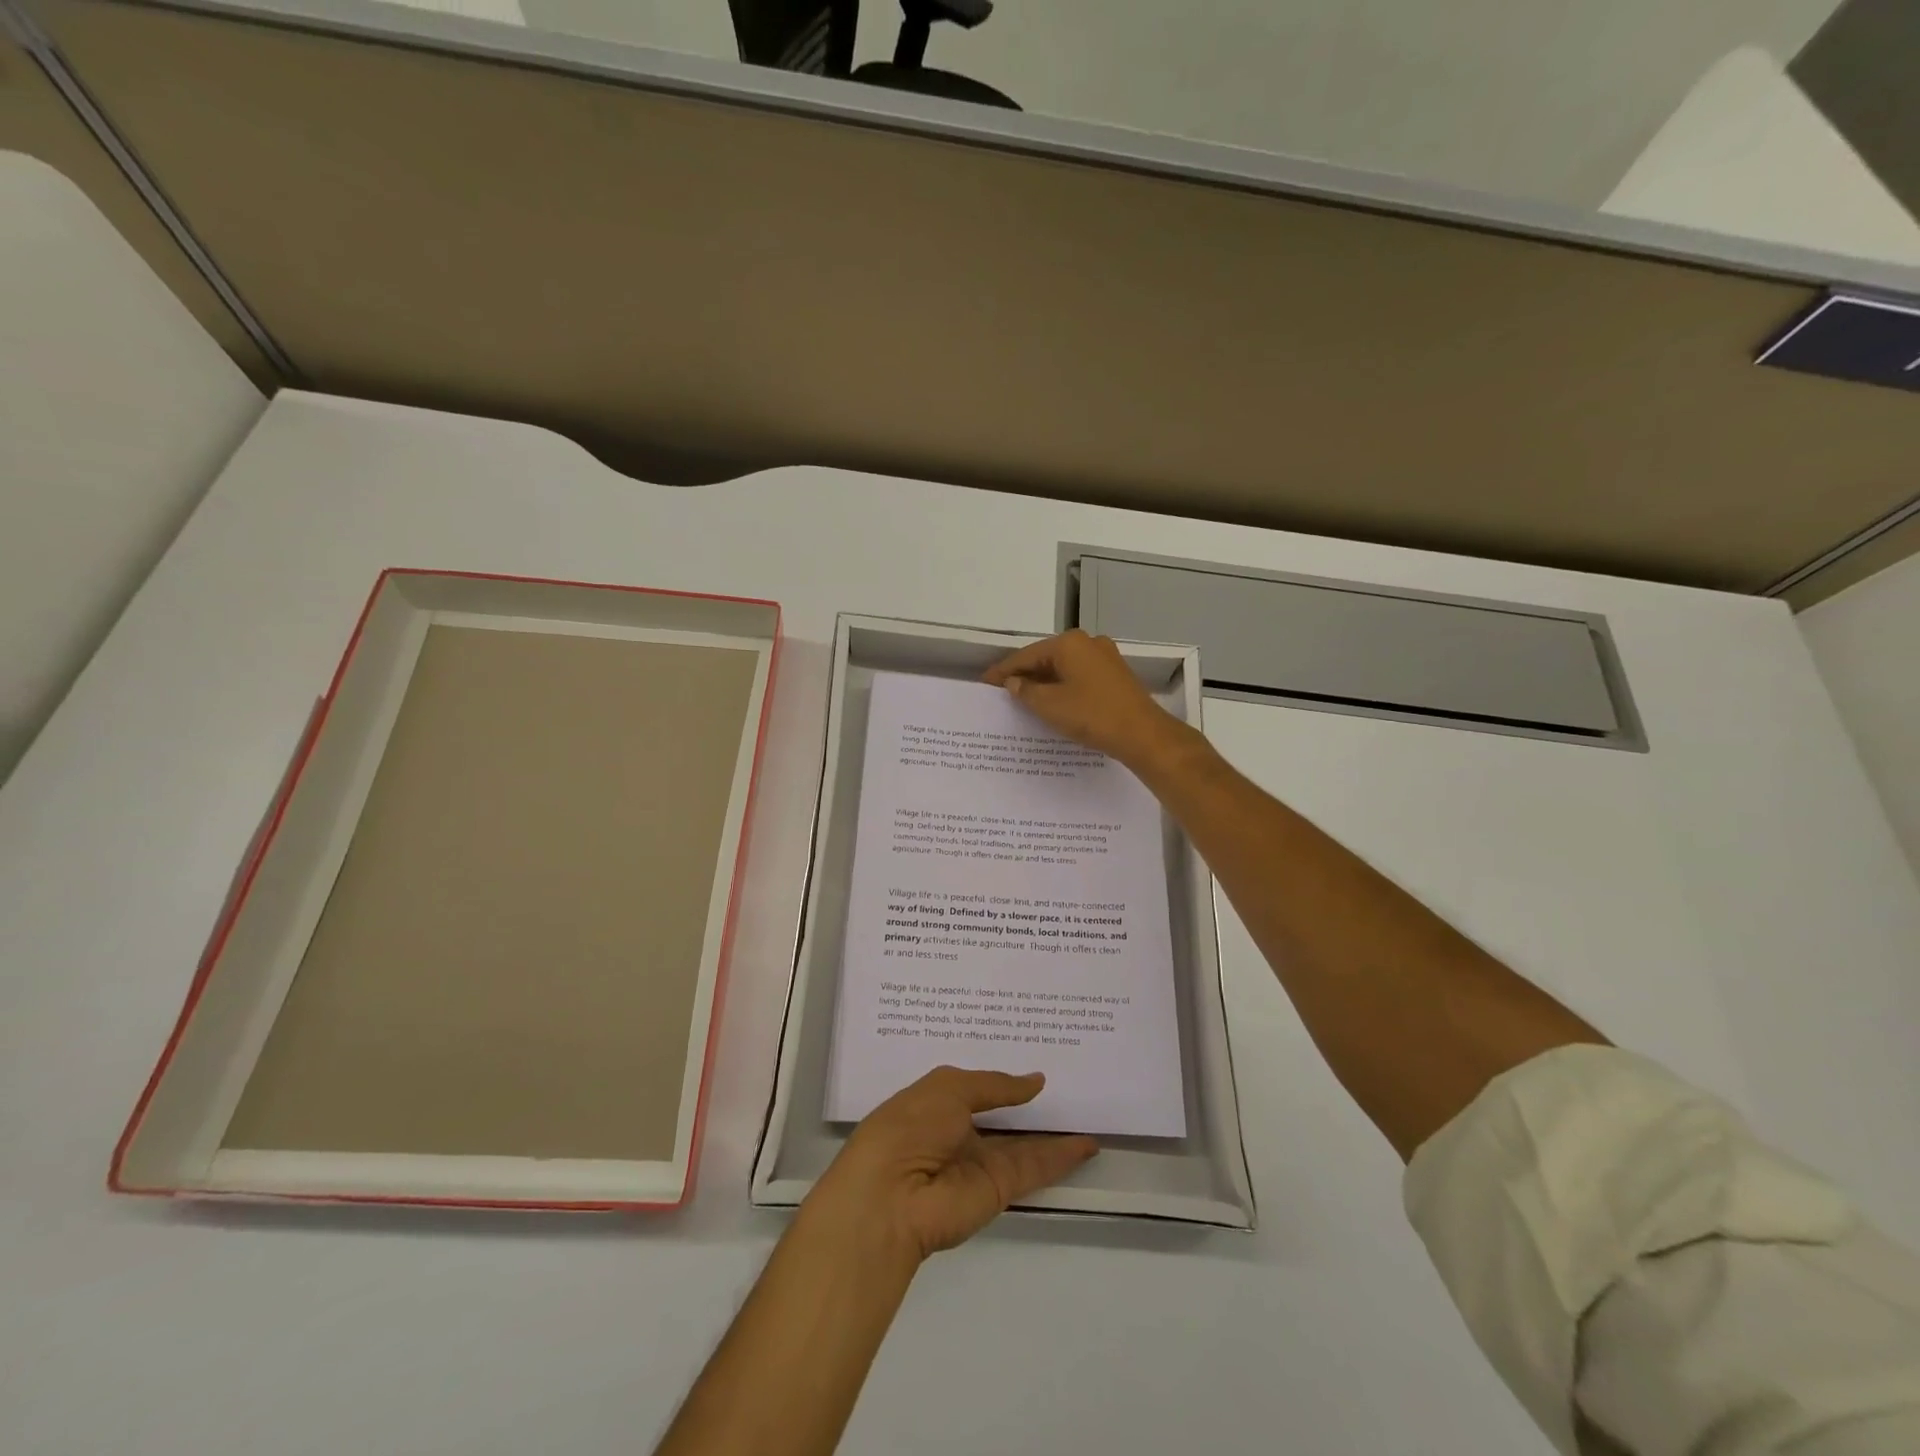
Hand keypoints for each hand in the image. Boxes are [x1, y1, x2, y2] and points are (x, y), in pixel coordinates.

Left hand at [805, 1068, 1097, 1265]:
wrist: (891, 1197)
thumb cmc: (909, 1126)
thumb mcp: (948, 1088)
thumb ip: (995, 1085)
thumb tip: (1034, 1082)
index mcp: (937, 1104)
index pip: (976, 1087)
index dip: (1002, 1076)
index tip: (1034, 1055)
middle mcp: (959, 1133)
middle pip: (1002, 1117)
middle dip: (1030, 1103)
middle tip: (1071, 1078)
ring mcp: (980, 1162)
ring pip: (1024, 1143)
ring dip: (1053, 1131)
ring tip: (1089, 1110)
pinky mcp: (998, 1189)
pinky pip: (1034, 1167)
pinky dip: (1061, 1157)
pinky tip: (1087, 1143)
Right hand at [984, 629, 1189, 769]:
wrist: (1142, 734)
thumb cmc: (1092, 715)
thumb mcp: (1050, 705)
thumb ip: (1026, 691)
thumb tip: (1013, 682)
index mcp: (1069, 643)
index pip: (1026, 655)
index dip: (1003, 670)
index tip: (984, 683)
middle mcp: (1088, 642)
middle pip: (1046, 658)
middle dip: (1024, 675)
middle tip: (1002, 692)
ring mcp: (1105, 657)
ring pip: (1064, 668)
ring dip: (1044, 683)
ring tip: (1023, 700)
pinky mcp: (1115, 675)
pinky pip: (1079, 677)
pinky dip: (1062, 687)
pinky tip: (1053, 703)